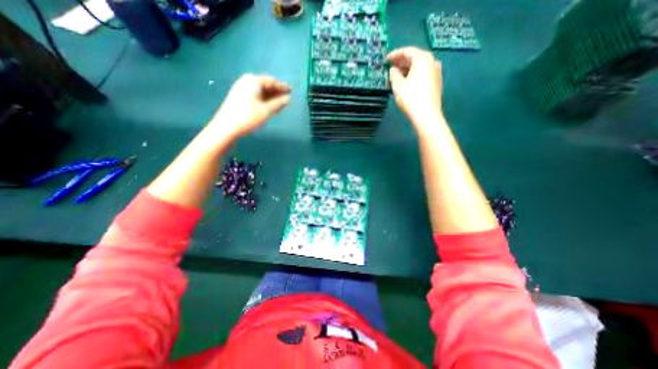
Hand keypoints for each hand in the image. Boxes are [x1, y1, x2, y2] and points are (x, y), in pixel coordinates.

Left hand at [209, 73, 291, 137]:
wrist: (226, 126)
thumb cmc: (249, 117)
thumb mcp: (267, 110)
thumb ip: (278, 103)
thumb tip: (288, 98)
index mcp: (254, 81)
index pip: (272, 81)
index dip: (282, 87)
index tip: (291, 90)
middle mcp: (247, 81)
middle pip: (266, 84)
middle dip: (276, 91)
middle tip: (287, 97)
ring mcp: (241, 88)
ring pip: (260, 90)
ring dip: (271, 96)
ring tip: (280, 103)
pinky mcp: (239, 96)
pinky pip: (255, 94)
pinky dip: (264, 99)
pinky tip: (269, 105)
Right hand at [386, 47, 443, 130]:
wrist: (426, 115)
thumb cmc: (410, 98)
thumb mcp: (398, 85)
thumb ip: (394, 74)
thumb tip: (393, 70)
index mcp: (423, 58)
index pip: (407, 51)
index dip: (395, 54)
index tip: (386, 59)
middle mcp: (432, 61)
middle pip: (415, 57)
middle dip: (402, 62)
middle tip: (391, 67)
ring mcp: (436, 72)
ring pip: (420, 66)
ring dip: (408, 69)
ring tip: (397, 75)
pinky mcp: (437, 83)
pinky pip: (423, 74)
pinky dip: (414, 75)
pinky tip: (407, 82)